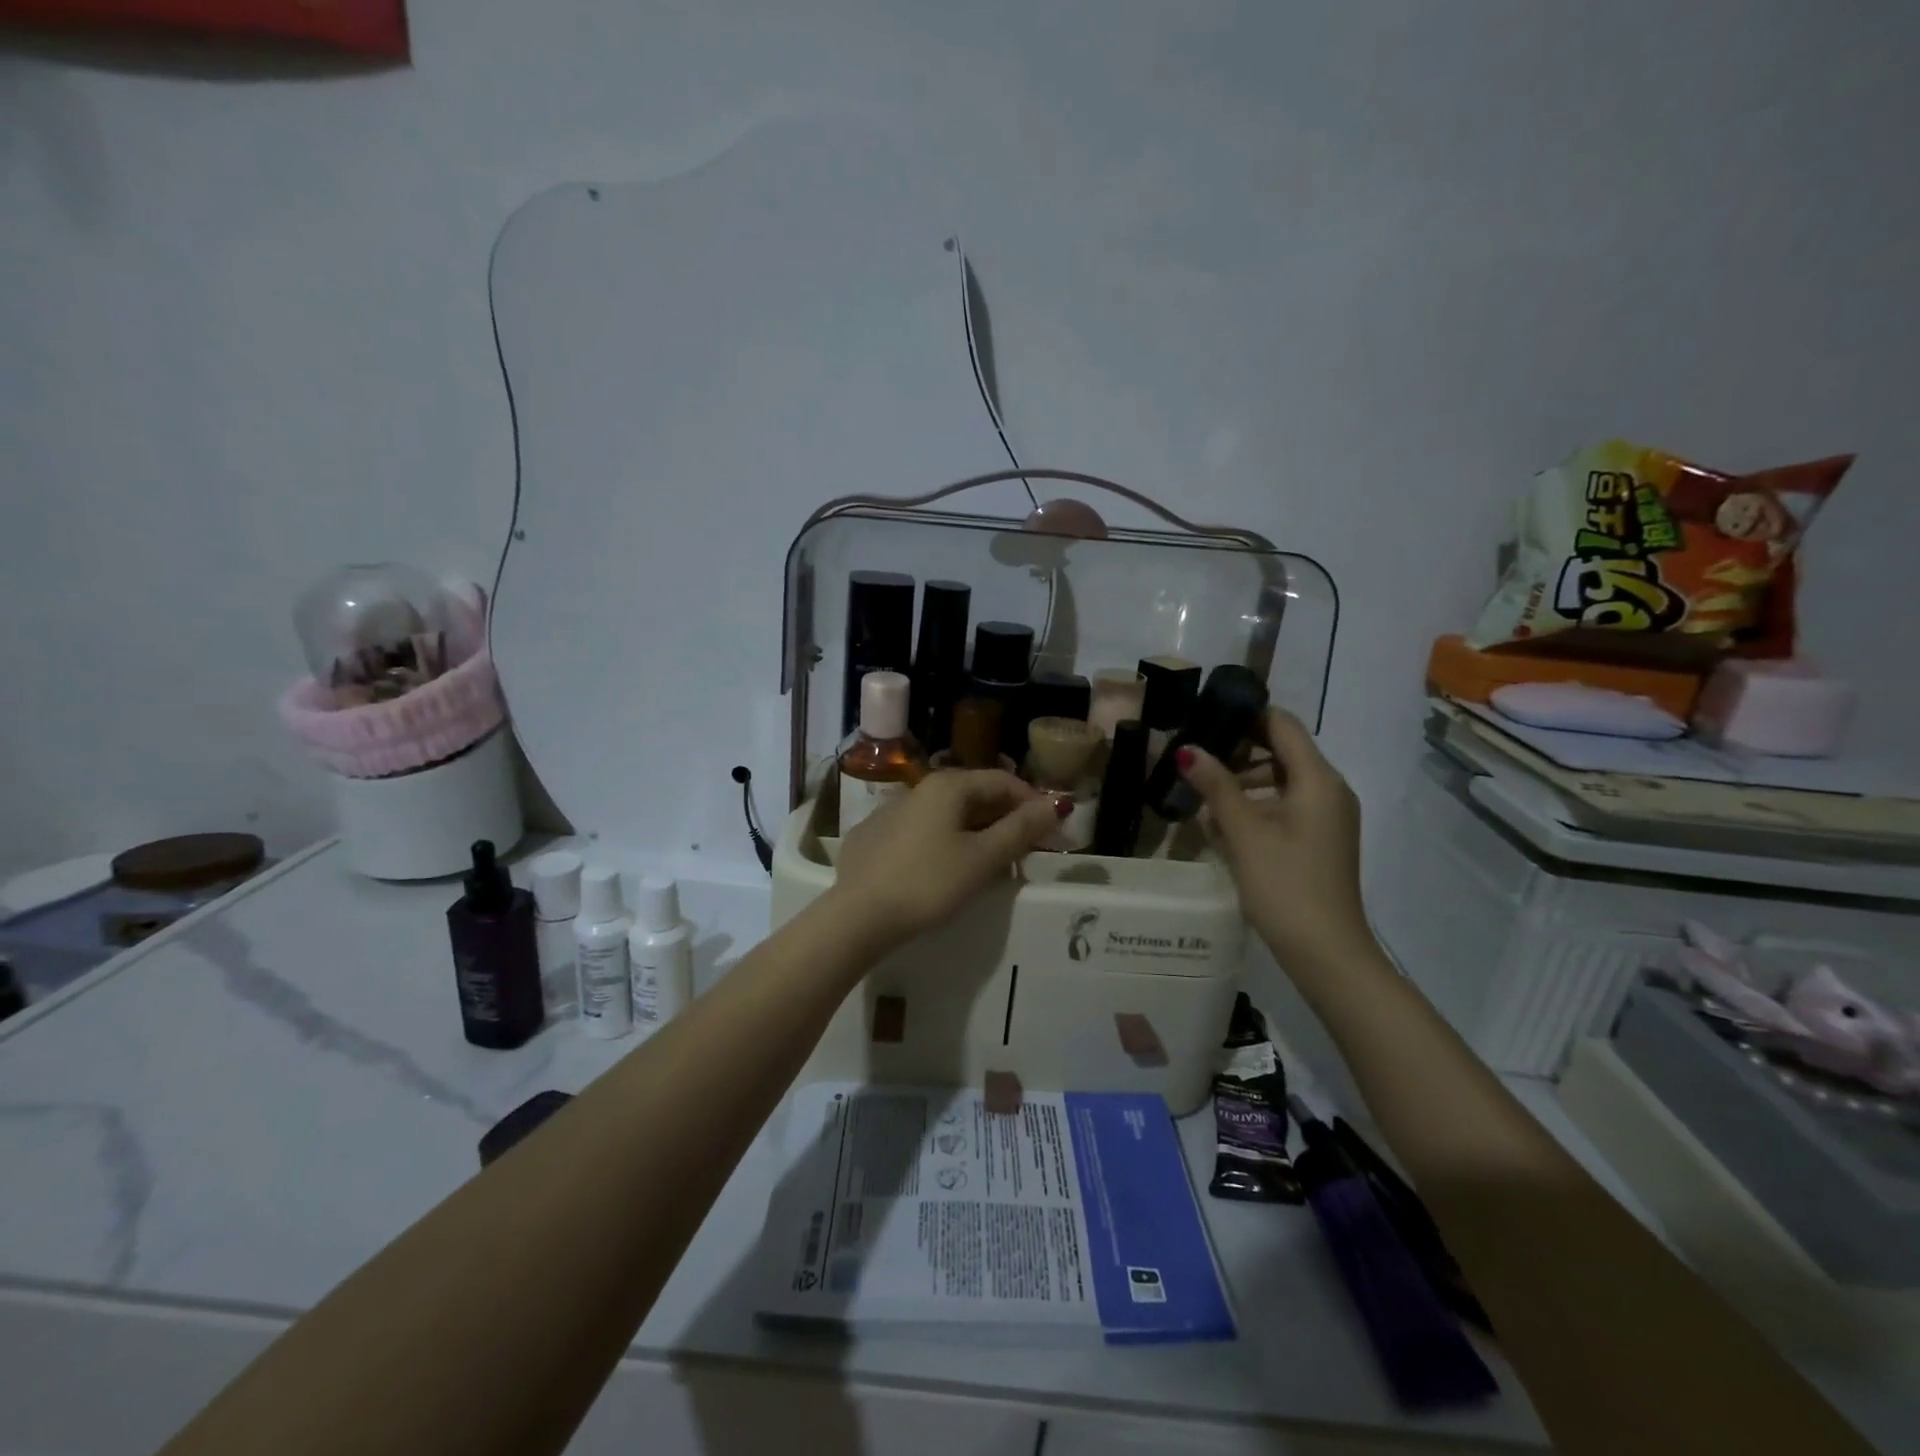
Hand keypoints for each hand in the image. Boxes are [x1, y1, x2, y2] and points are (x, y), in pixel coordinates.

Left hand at [830, 770, 1064, 948]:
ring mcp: (890, 811)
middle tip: (1025, 849)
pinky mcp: (872, 836)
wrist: (858, 915)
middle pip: (973, 795)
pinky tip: (943, 869)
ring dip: (974, 830)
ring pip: (945, 814)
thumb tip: (1056, 804)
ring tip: (989, 862)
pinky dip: (942, 841)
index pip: (1002, 780)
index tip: (1051, 830)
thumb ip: (1021, 829)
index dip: (1032, 802)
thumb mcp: (983, 859)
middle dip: (1004, 817)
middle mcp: (918, 788)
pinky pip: (919, 831)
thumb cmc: (929, 883)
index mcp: (948, 786)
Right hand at [1177, 708, 1373, 973]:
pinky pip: (1287, 806)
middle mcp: (1330, 790)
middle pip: (1282, 750)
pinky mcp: (1321, 840)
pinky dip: (1257, 806)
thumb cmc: (1285, 884)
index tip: (1204, 717)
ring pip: (1282, 780)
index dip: (1244, 715)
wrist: (1326, 951)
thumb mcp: (1244, 832)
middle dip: (1238, 751)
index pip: (1282, 724)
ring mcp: (1328, 817)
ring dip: (1243, 782)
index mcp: (1319, 779)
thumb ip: (1215, 785)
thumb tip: (1188, 750)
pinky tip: (1225, 825)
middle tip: (1194, 758)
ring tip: (1203, 795)